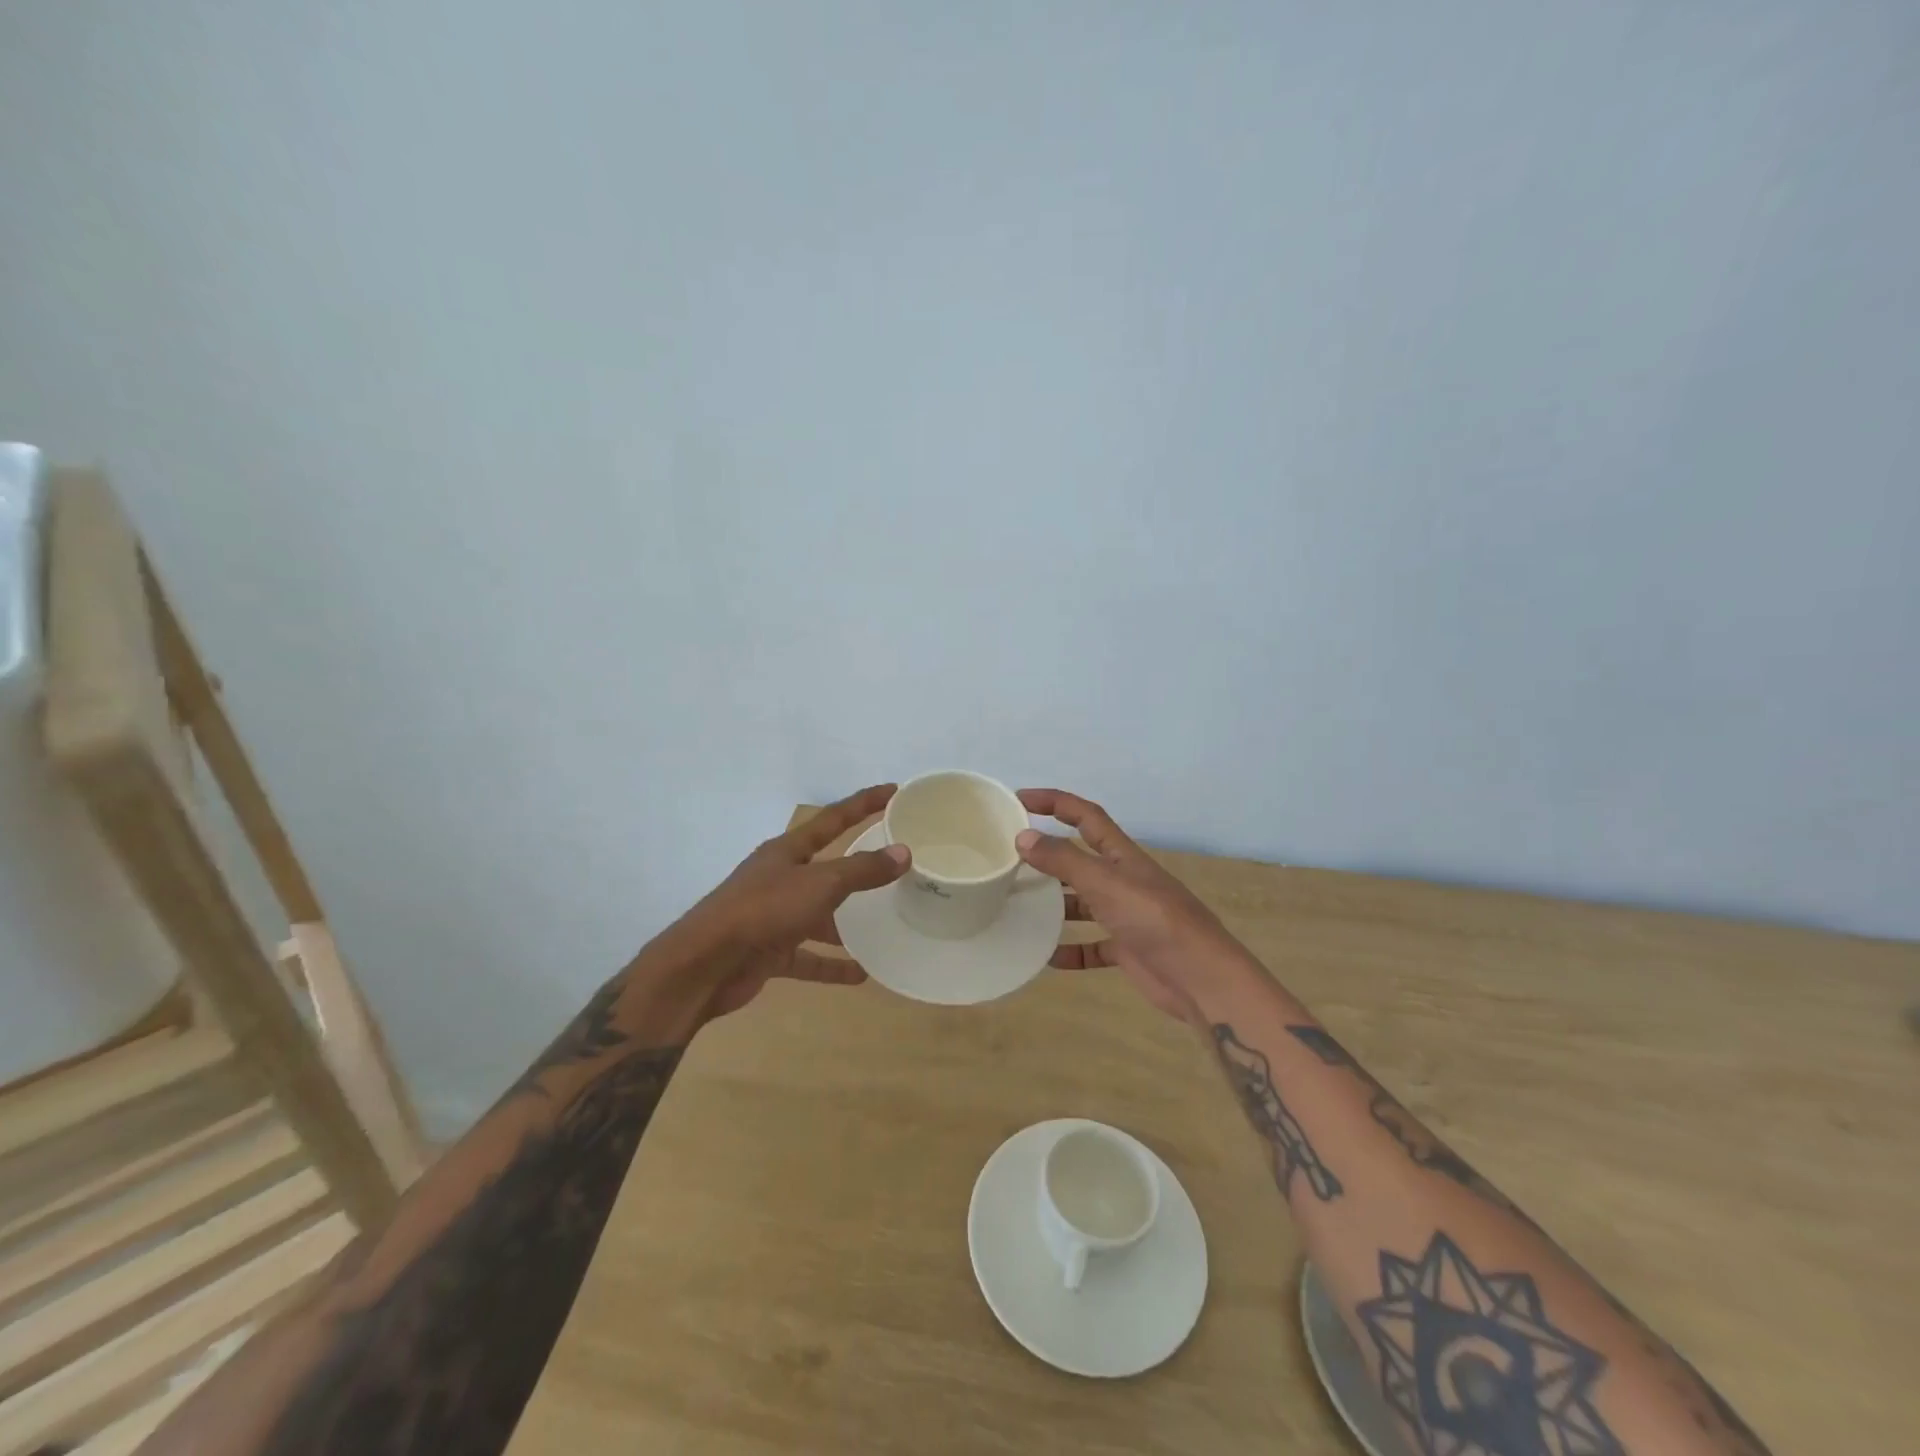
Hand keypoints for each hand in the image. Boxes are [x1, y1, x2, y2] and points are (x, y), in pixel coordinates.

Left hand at [677, 784, 910, 1017]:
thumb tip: (903, 853)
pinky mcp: (769, 951)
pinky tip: (860, 974)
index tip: (893, 791)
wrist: (704, 966)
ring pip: (818, 914)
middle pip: (827, 866)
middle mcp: (780, 878)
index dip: (863, 803)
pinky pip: (808, 956)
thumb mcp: (819, 884)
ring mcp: (773, 916)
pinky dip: (832, 964)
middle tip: (895, 864)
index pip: (834, 818)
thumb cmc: (763, 910)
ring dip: (847, 923)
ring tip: (884, 925)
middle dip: (858, 866)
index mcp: (788, 851)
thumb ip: (862, 870)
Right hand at [1016, 789, 1252, 1024]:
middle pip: (1079, 859)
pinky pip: (1090, 946)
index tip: (1019, 800)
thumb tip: (1023, 836)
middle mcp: (1122, 880)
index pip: (1084, 815)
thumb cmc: (1154, 919)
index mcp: (1121, 855)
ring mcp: (1125, 915)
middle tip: (1009, 858)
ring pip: (1082, 902)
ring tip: (1017, 905)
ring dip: (1054, 904)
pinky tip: (1045, 957)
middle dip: (1048, 855)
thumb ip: (1064, 861)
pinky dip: (1069, 950)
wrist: (1199, 978)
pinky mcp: (1126, 949)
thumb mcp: (1105, 883)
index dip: (1054, 802)